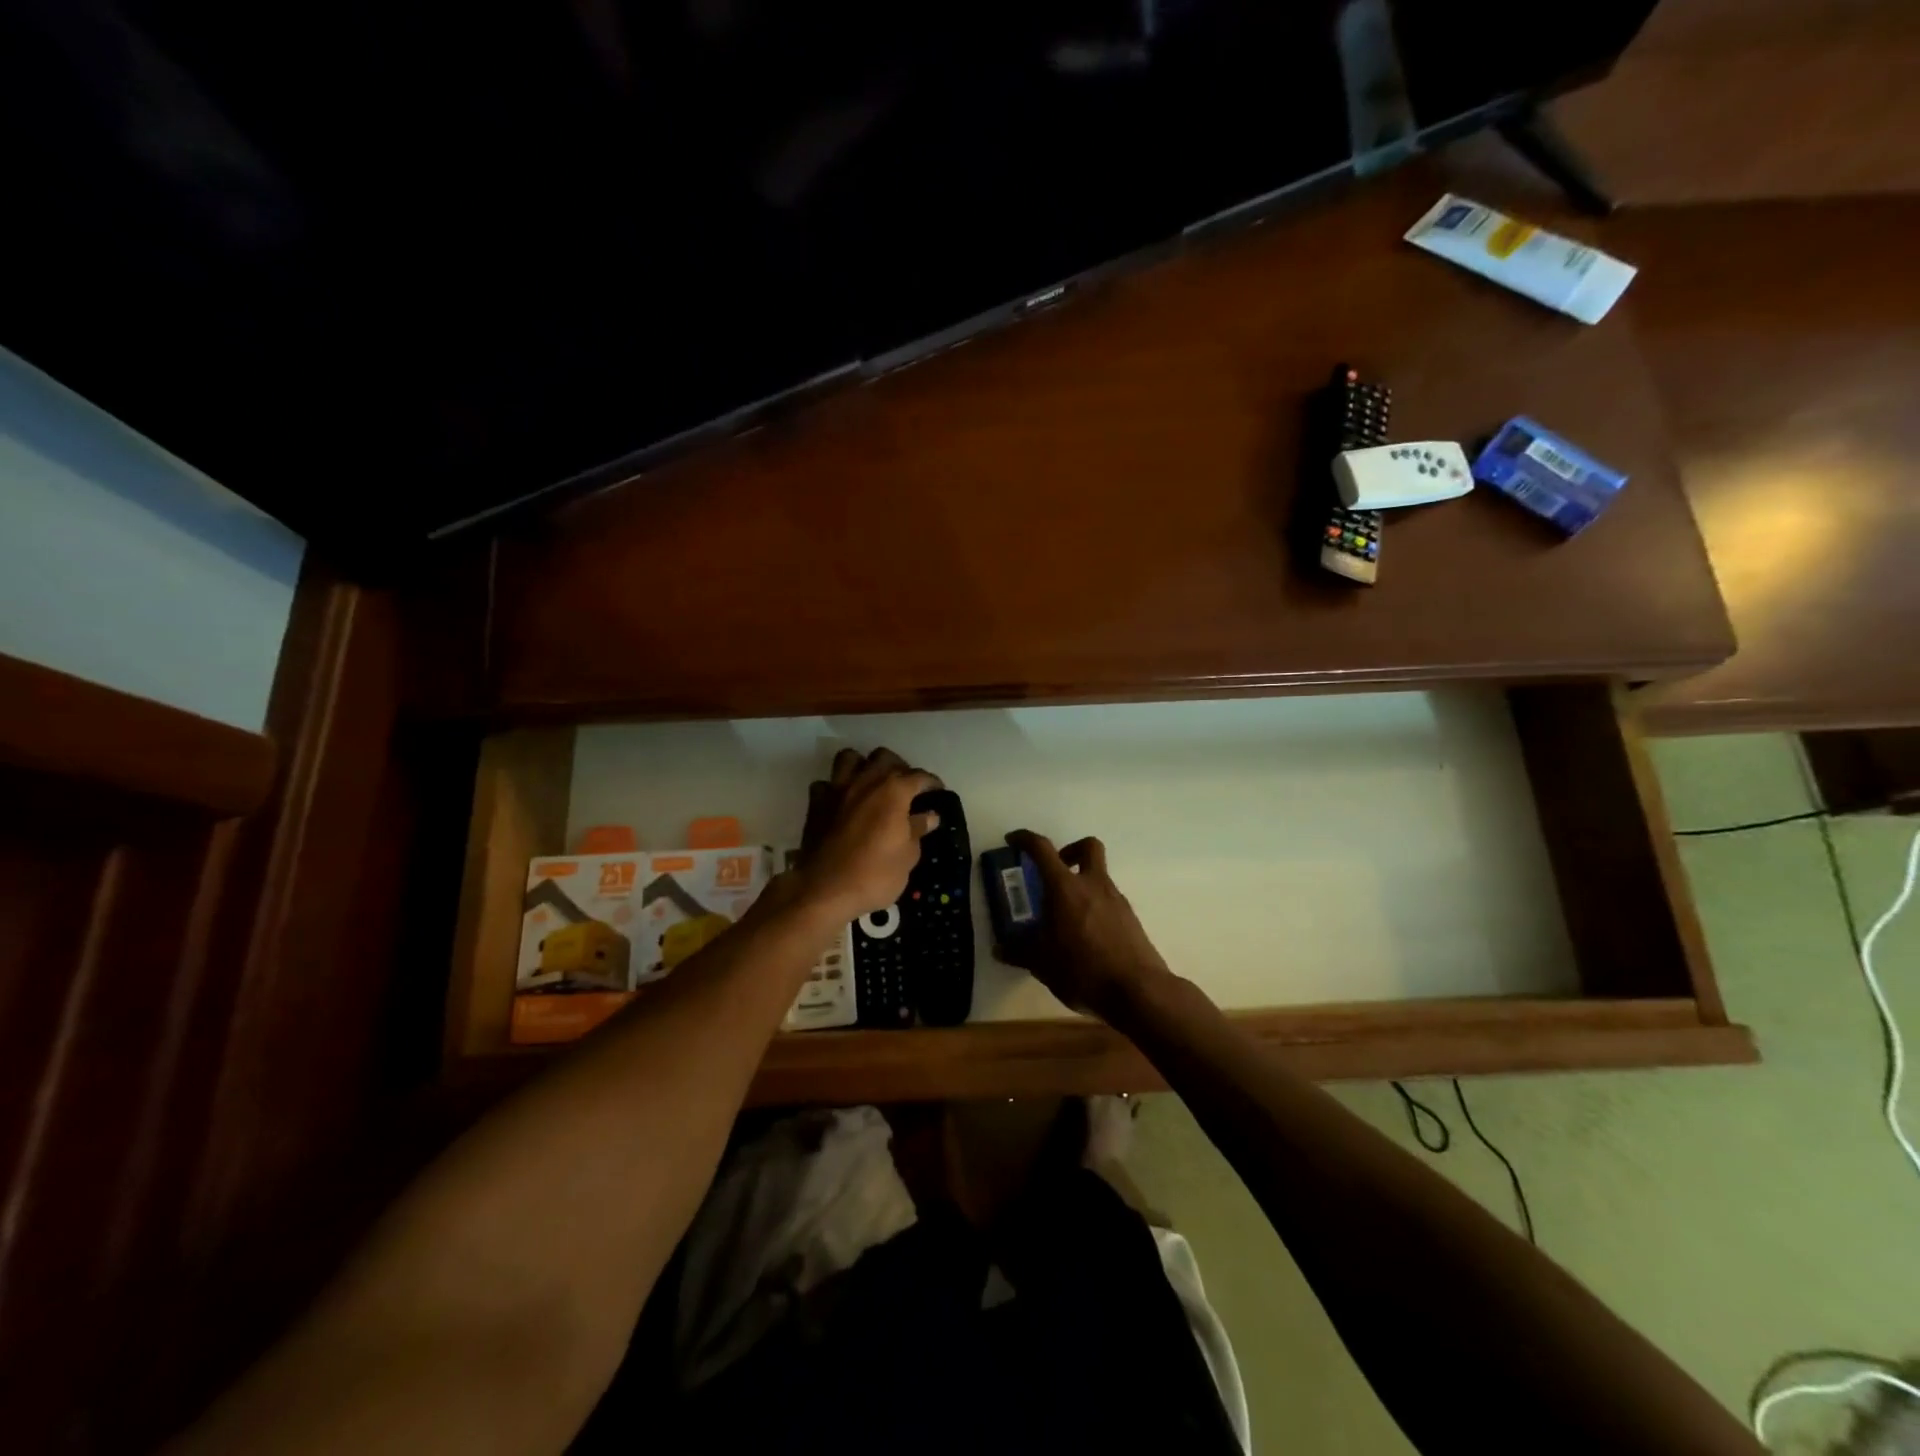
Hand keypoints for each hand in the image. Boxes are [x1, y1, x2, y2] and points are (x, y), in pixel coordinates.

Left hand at [795, 748, 941, 920]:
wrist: (824, 890)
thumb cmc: (875, 874)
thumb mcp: (908, 856)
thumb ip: (918, 830)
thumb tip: (929, 816)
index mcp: (894, 791)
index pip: (919, 776)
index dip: (931, 783)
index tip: (937, 792)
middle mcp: (865, 781)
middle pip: (884, 757)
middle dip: (898, 767)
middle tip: (905, 787)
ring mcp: (837, 789)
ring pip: (850, 758)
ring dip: (863, 765)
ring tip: (871, 783)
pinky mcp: (816, 803)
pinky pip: (826, 784)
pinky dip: (835, 788)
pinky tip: (842, 802)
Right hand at [996, 830, 1172, 1022]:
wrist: (1137, 991)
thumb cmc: (1082, 970)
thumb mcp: (1042, 964)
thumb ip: (1019, 952)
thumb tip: (999, 949)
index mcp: (1065, 888)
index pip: (1042, 849)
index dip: (1025, 839)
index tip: (1014, 840)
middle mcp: (1093, 885)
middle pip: (1087, 846)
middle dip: (1070, 850)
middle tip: (1055, 871)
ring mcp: (1116, 900)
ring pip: (1099, 876)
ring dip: (1082, 884)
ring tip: (1066, 916)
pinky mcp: (1131, 919)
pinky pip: (1109, 901)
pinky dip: (1095, 907)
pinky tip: (1087, 936)